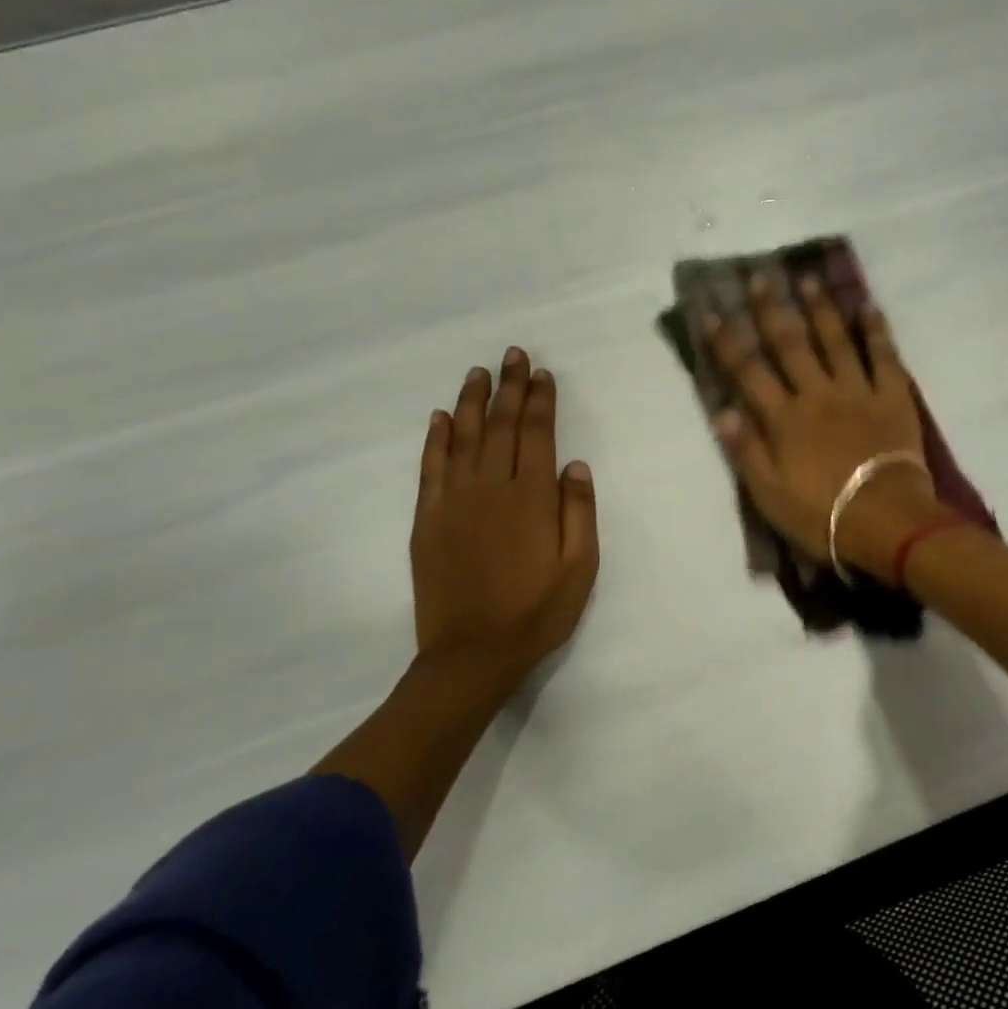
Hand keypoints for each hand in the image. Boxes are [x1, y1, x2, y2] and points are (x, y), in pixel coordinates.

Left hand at [410, 348, 599, 700]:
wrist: (472, 654)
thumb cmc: (536, 613)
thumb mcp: (580, 569)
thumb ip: (580, 513)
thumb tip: (575, 464)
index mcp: (532, 499)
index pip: (537, 434)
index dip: (539, 401)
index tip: (541, 373)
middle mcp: (491, 488)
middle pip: (500, 426)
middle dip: (508, 387)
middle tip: (512, 354)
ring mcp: (453, 502)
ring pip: (462, 438)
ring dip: (471, 402)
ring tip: (477, 373)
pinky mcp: (427, 520)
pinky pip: (430, 468)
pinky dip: (434, 440)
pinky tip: (438, 418)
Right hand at [706, 275, 942, 578]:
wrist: (886, 523)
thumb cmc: (821, 515)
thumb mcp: (769, 495)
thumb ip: (745, 451)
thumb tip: (721, 410)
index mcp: (784, 419)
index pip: (748, 372)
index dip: (727, 342)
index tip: (712, 312)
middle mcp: (817, 394)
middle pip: (790, 345)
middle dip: (772, 310)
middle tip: (761, 277)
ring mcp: (857, 391)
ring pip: (834, 340)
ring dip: (820, 308)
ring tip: (808, 279)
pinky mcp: (892, 397)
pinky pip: (883, 356)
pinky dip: (875, 330)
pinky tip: (868, 306)